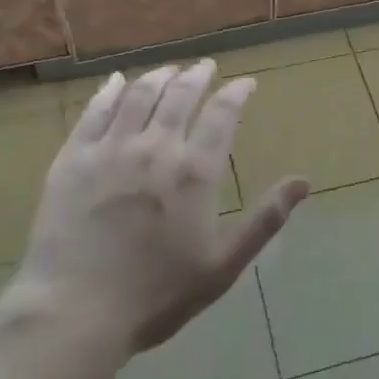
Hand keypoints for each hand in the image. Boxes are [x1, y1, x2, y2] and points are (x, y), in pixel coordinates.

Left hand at [0, 60, 307, 358]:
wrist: (75, 312)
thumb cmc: (157, 294)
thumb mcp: (223, 265)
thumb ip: (265, 220)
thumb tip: (304, 182)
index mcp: (194, 172)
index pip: (222, 115)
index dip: (236, 93)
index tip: (245, 83)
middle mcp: (155, 147)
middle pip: (180, 96)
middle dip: (198, 76)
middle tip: (206, 66)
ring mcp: (110, 149)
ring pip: (139, 95)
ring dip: (158, 77)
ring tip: (170, 70)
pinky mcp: (73, 158)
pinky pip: (94, 112)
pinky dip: (109, 91)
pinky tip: (116, 82)